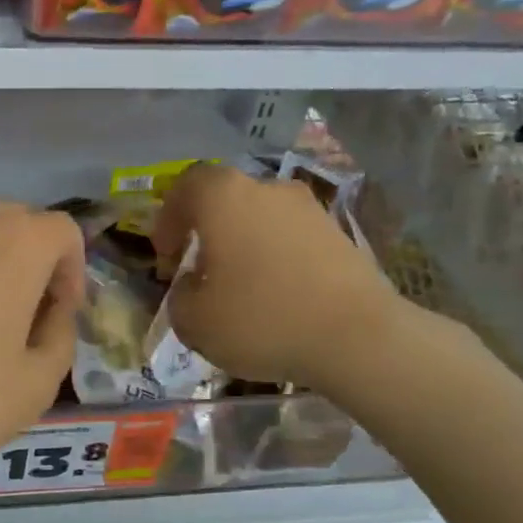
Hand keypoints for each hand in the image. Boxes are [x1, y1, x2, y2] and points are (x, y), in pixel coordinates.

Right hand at [151, 163, 408, 392]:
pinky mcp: (339, 234)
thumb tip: (192, 286)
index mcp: (224, 197)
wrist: (356, 337)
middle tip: (199, 270)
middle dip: (207, 231)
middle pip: (225, 200)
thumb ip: (179, 296)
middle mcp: (267, 189)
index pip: (185, 185)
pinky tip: (276, 295)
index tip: (166, 255)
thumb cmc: (260, 319)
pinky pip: (290, 238)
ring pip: (260, 218)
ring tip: (239, 287)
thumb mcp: (192, 320)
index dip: (168, 218)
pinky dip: (275, 258)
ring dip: (243, 245)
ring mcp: (309, 209)